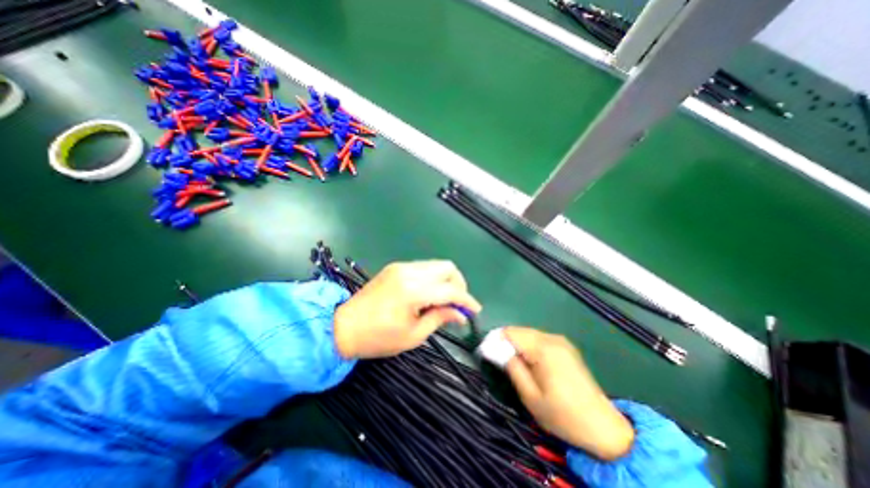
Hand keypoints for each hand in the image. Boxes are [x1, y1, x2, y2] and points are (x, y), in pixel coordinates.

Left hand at [333, 262, 481, 359]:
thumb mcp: (413, 335)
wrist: (343, 326)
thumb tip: (461, 314)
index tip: (475, 310)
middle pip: (447, 267)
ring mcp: (401, 267)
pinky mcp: (396, 267)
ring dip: (446, 280)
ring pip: (436, 265)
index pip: (450, 290)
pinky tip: (429, 294)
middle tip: (458, 303)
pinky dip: (433, 278)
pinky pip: (423, 267)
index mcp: (413, 291)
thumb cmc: (378, 338)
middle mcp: (409, 272)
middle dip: (459, 284)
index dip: (467, 300)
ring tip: (444, 301)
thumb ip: (440, 318)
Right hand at [503, 326, 633, 458]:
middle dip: (506, 342)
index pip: (511, 333)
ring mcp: (561, 341)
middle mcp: (552, 338)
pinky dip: (529, 346)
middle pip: (520, 331)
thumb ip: (512, 367)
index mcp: (543, 348)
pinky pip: (540, 339)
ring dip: (517, 344)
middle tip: (499, 360)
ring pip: (529, 334)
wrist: (603, 427)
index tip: (487, 352)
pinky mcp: (566, 347)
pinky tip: (529, 362)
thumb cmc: (563, 415)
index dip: (496, 340)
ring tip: (513, 363)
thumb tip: (496, 350)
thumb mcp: (530, 396)